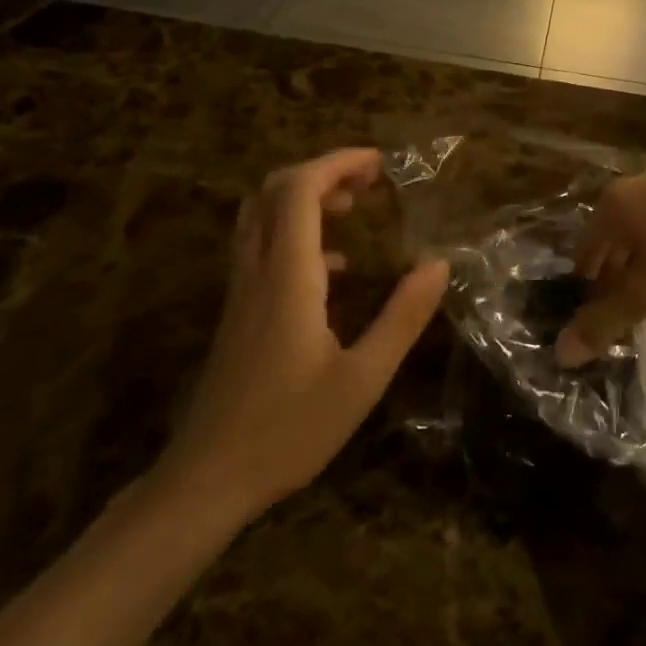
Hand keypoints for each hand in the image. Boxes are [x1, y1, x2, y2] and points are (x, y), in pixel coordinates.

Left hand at [156, 149, 449, 515]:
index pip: (300, 190)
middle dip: (323, 172)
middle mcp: (257, 272)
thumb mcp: (362, 379)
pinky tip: (333, 267)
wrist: (206, 482)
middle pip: (275, 192)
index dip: (338, 164)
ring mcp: (241, 292)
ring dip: (304, 198)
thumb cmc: (288, 430)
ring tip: (352, 208)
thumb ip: (403, 317)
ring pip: (261, 217)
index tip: (379, 164)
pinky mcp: (237, 314)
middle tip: (369, 181)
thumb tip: (439, 264)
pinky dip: (295, 233)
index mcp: (288, 277)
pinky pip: (260, 248)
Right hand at [557, 166, 645, 366]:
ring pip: (645, 225)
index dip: (586, 280)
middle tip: (622, 303)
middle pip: (614, 234)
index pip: (584, 247)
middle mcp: (636, 185)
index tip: (592, 306)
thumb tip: (562, 353)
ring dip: (644, 256)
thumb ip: (606, 321)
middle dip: (615, 268)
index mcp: (614, 205)